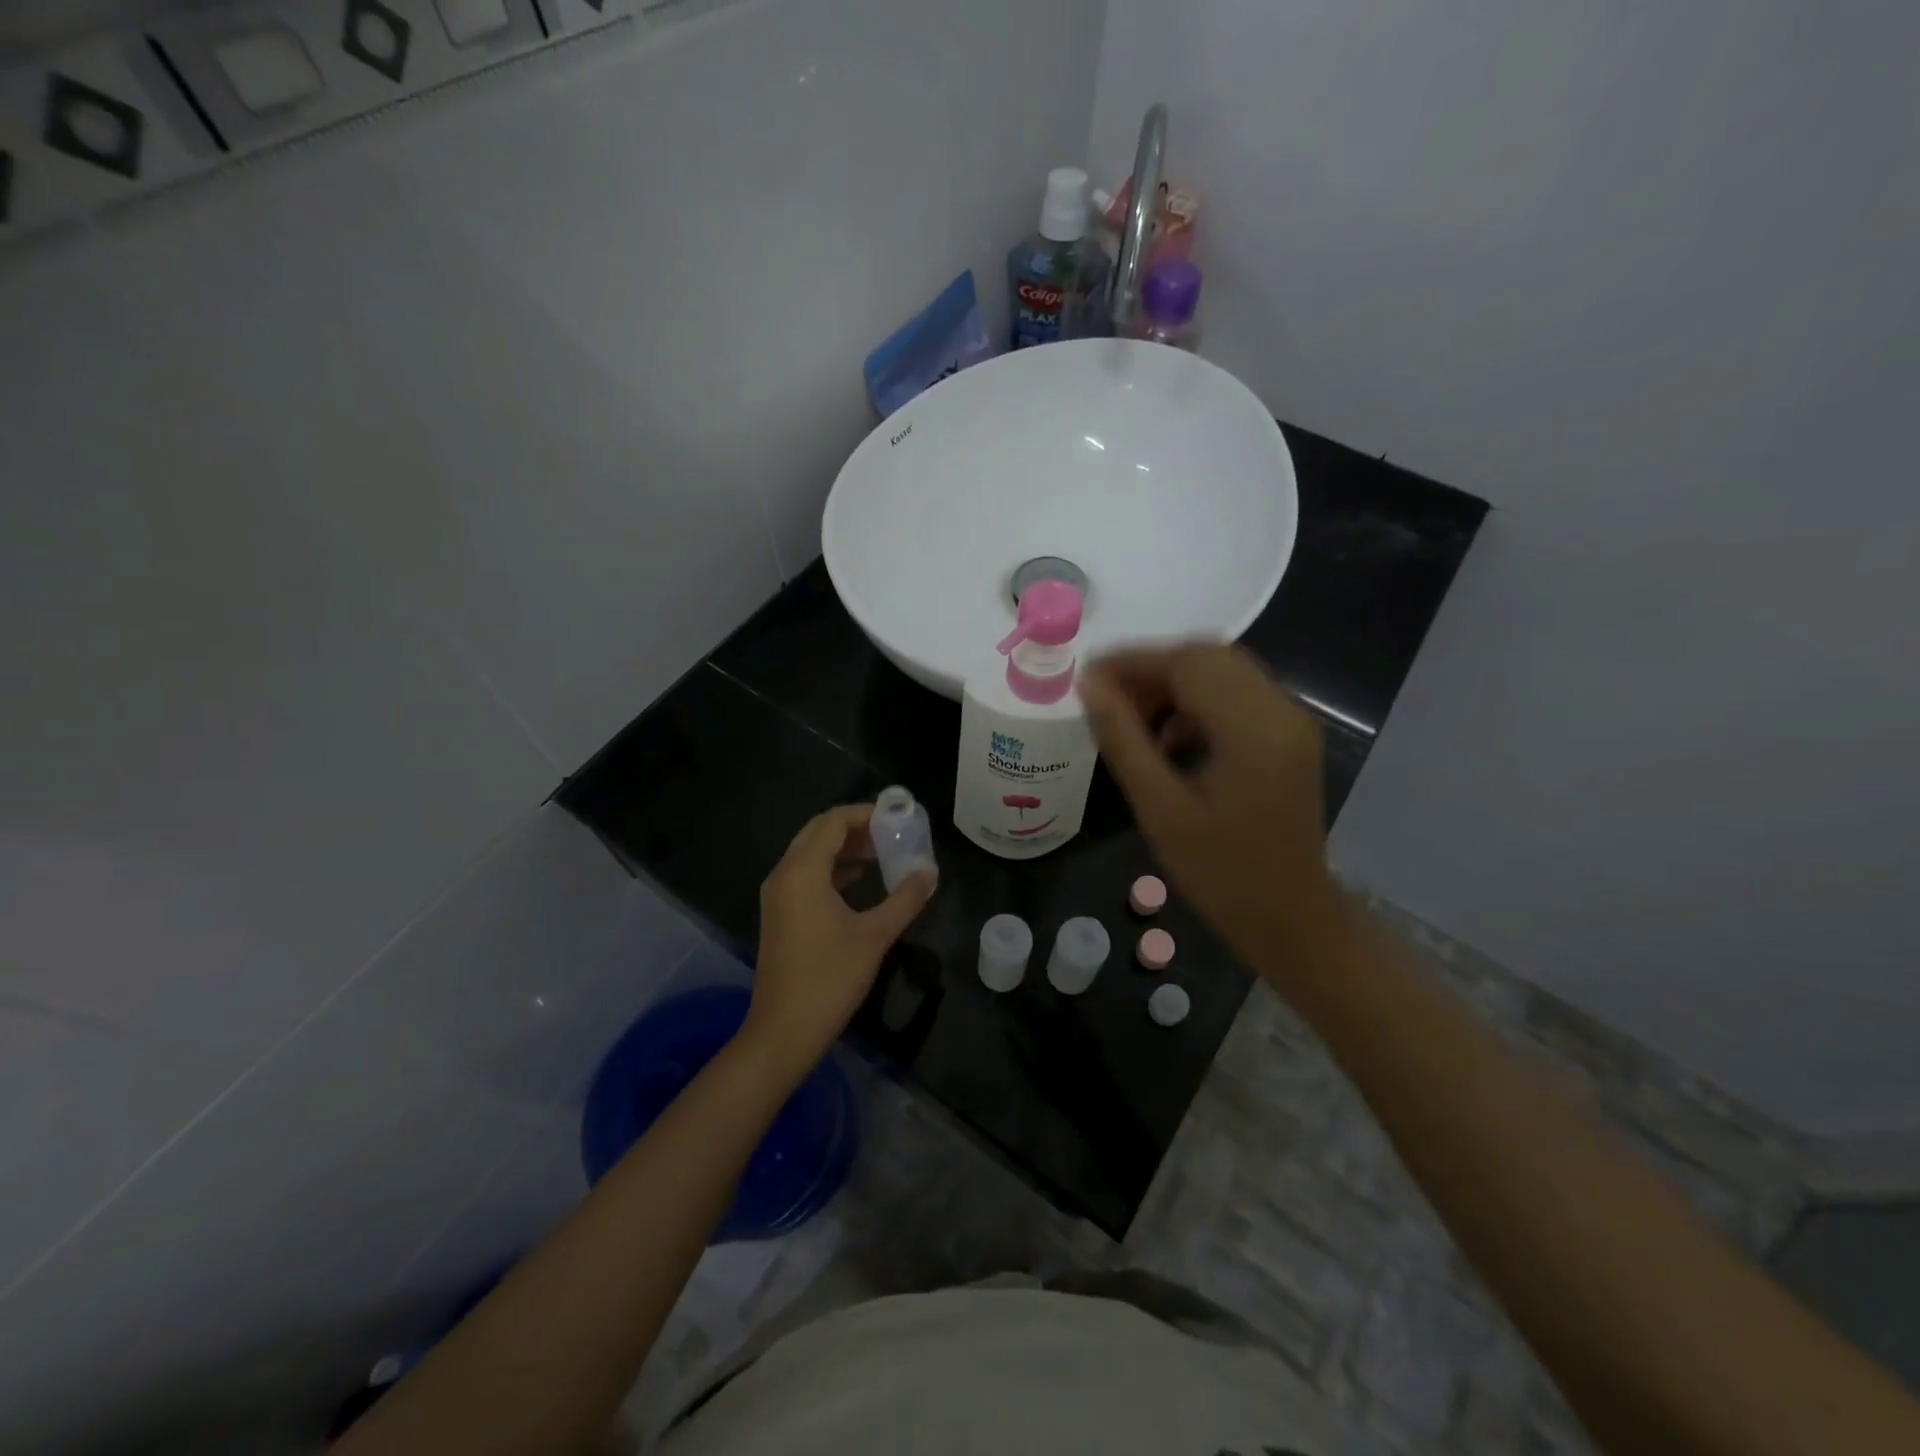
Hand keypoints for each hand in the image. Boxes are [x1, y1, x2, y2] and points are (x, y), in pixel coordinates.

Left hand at [740, 804, 935, 1081]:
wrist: (784, 1032)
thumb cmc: (830, 978)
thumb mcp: (875, 935)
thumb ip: (905, 899)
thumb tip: (930, 872)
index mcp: (802, 871)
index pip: (833, 822)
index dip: (866, 814)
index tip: (898, 818)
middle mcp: (784, 875)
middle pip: (819, 832)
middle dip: (856, 829)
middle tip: (892, 834)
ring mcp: (778, 896)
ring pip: (811, 854)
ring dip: (845, 849)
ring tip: (883, 855)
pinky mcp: (780, 915)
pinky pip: (806, 875)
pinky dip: (833, 869)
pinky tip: (860, 881)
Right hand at [1079, 644, 1348, 989]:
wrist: (1290, 919)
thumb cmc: (1220, 873)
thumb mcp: (1160, 809)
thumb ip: (1123, 740)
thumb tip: (1089, 686)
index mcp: (1254, 729)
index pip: (1189, 663)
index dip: (1132, 662)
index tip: (1087, 678)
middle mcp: (1281, 711)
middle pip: (1209, 657)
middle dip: (1151, 670)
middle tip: (1106, 699)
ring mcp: (1291, 722)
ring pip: (1222, 673)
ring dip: (1173, 685)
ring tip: (1132, 721)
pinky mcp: (1288, 736)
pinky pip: (1236, 696)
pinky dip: (1196, 703)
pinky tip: (1170, 740)